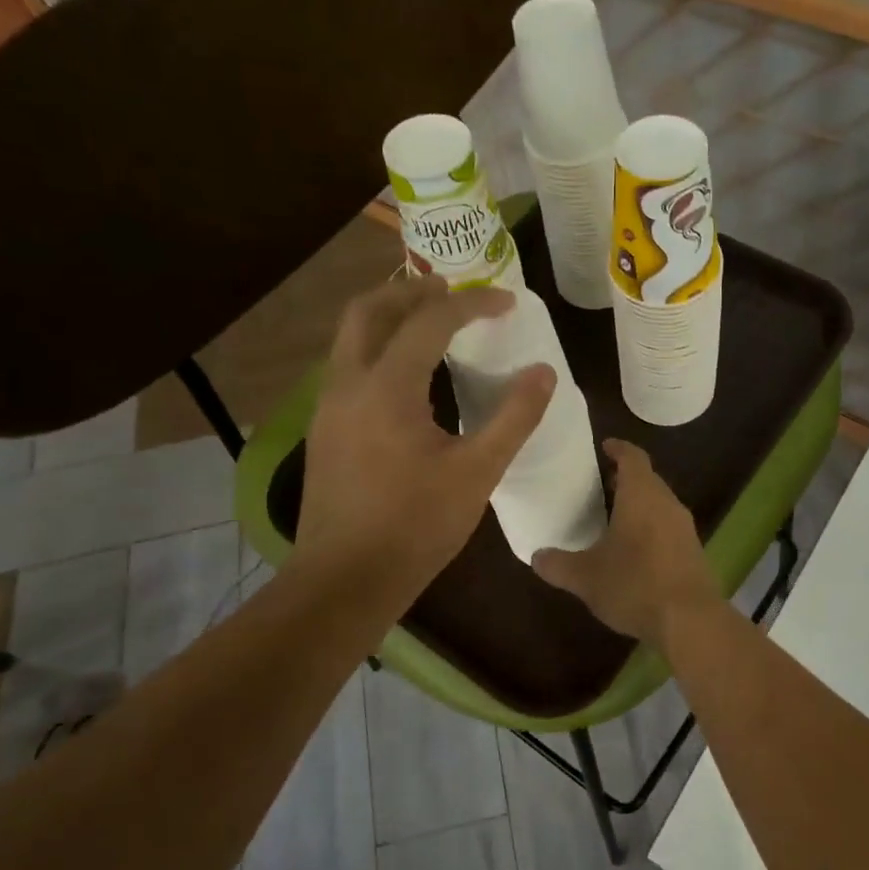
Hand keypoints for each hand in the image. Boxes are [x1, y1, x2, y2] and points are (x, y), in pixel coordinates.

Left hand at [299, 276, 554, 603]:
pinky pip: (348, 365)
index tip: (506, 302)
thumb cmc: (415, 527)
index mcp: (387, 388)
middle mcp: (347, 384)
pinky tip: (406, 376)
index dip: (472, 304)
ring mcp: (328, 407)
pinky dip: (377, 348)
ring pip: (351, 336)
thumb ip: (514, 418)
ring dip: (389, 316)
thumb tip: (544, 374)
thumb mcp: (477, 473)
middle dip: (412, 291)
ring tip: (430, 322)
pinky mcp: (324, 430)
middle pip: (369, 309)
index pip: (430, 321)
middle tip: (453, 290)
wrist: (345, 579)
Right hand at [532, 440, 723, 644]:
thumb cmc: (634, 585)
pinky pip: (668, 528)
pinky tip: (634, 551)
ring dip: (638, 505)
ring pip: (659, 504)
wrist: (690, 621)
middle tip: (600, 485)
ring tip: (613, 518)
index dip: (618, 448)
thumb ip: (558, 564)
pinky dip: (650, 529)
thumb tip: (537, 556)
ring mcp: (685, 528)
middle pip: (648, 479)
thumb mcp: (585, 577)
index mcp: (641, 495)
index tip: (604, 446)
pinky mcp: (693, 552)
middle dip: (625, 479)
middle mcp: (667, 503)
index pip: (633, 457)